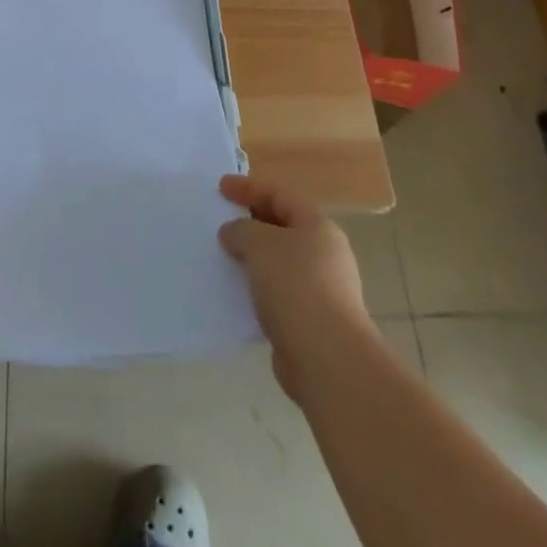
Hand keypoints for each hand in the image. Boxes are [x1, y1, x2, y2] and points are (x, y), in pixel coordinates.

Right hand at [218, 175, 373, 398]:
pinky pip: (277, 294)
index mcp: (317, 226)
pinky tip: (236, 293)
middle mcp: (324, 254)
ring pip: (278, 263)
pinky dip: (257, 289)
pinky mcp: (310, 322)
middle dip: (251, 222)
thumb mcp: (259, 244)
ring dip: (252, 258)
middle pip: (282, 227)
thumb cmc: (295, 286)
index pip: (279, 194)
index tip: (220, 187)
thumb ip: (241, 230)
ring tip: (223, 257)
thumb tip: (233, 233)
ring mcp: (321, 290)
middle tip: (221, 221)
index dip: (248, 187)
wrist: (327, 360)